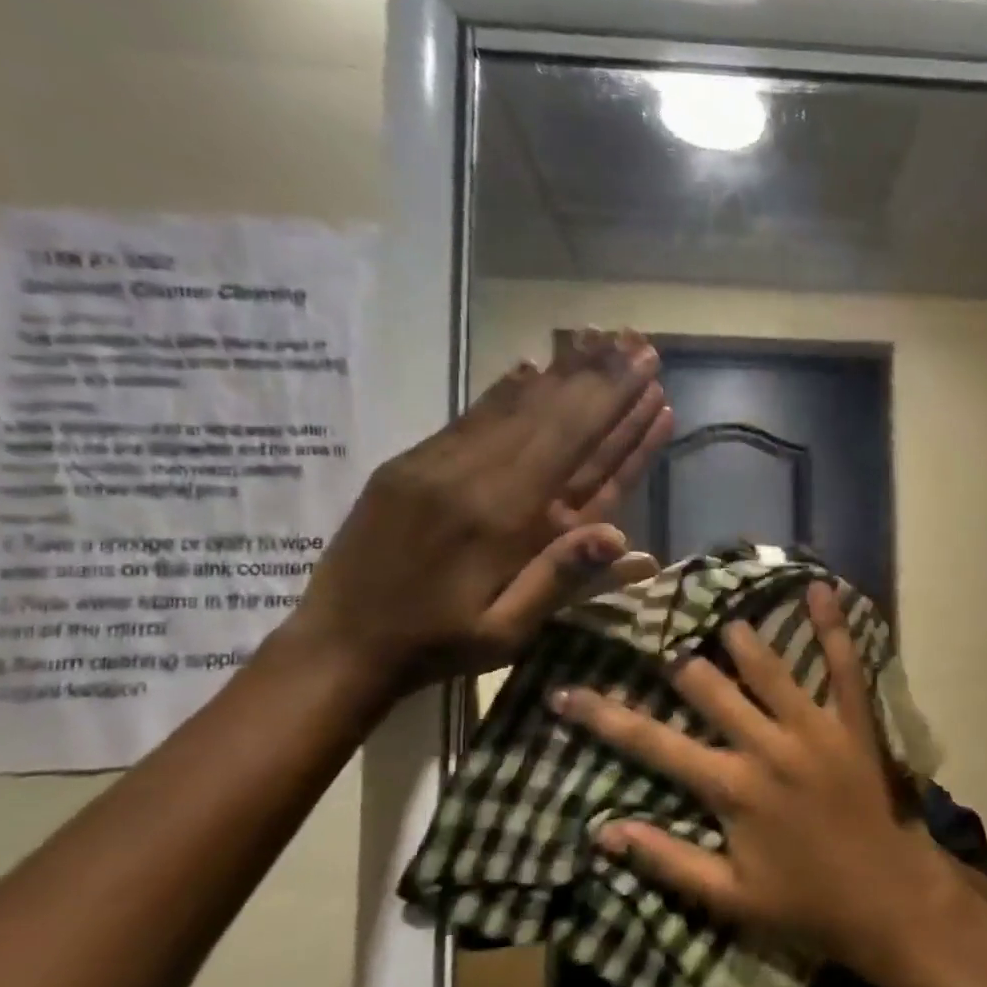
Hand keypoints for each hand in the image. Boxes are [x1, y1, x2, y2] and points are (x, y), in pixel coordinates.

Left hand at [286, 329, 670, 692]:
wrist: (338, 645)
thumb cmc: (438, 645)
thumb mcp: (506, 632)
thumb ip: (559, 579)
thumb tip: (620, 535)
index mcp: (502, 519)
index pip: (575, 449)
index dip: (616, 409)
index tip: (649, 374)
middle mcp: (473, 478)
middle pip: (550, 417)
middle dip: (600, 378)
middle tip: (638, 343)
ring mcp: (437, 463)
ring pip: (513, 408)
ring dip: (562, 374)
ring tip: (599, 341)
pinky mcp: (412, 463)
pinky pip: (470, 416)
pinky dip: (507, 390)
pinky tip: (532, 366)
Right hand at [552, 584, 957, 965]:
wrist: (887, 897)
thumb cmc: (805, 902)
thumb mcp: (727, 898)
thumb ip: (666, 860)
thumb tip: (602, 830)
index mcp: (730, 787)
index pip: (653, 742)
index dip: (604, 716)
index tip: (568, 691)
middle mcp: (767, 746)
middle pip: (709, 689)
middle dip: (678, 666)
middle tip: (659, 640)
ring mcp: (814, 727)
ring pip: (768, 668)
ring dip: (740, 640)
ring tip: (721, 617)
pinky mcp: (854, 722)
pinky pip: (844, 666)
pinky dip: (832, 626)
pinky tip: (820, 588)